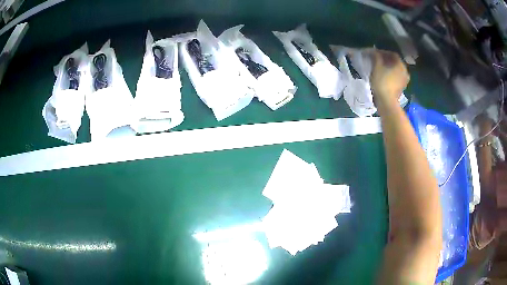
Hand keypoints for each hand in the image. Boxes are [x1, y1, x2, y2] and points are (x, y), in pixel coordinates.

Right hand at [367, 49, 409, 111]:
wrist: (387, 102)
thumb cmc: (382, 82)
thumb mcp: (377, 66)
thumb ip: (376, 56)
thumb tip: (374, 51)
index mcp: (400, 65)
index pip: (393, 54)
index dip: (384, 52)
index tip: (375, 53)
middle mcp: (405, 71)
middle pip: (395, 62)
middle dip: (386, 60)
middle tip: (377, 60)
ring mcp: (404, 81)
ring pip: (396, 70)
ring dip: (389, 68)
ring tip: (379, 68)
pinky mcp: (401, 88)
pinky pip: (396, 78)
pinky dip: (391, 75)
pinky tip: (383, 77)